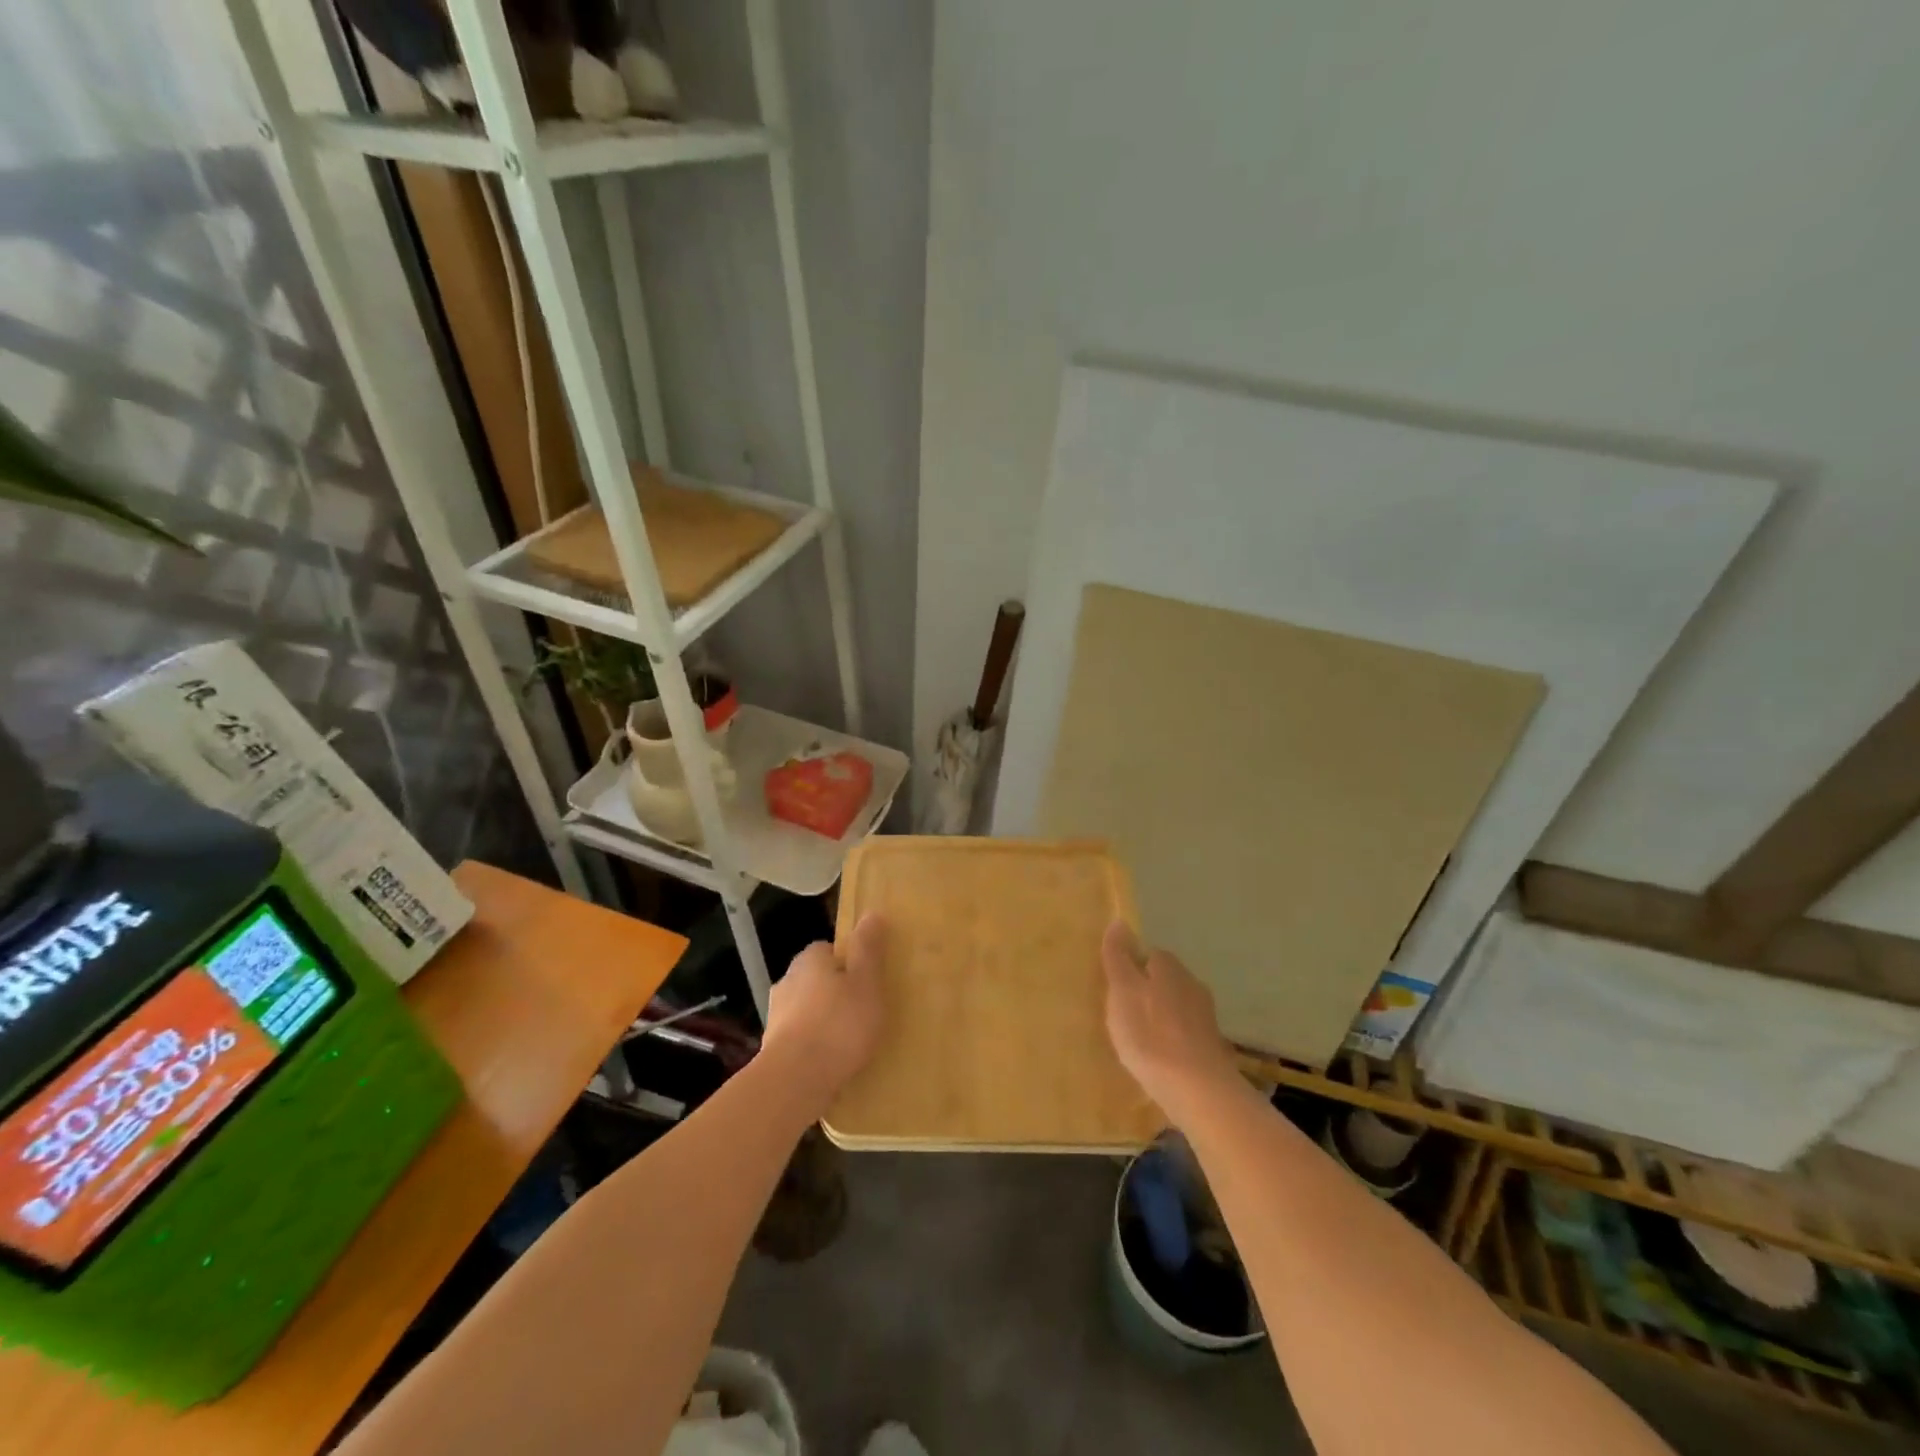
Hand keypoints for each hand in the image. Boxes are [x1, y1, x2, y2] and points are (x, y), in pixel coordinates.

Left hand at [763, 914, 887, 1105]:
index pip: (829, 950)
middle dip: (836, 992)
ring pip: (807, 1010)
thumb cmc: (838, 1025)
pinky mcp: (772, 1048)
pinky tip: (831, 1062)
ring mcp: (776, 1016)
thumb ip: (868, 949)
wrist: (794, 1081)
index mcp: (809, 959)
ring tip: (850, 1042)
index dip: (850, 963)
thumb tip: (871, 913)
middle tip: (864, 1011)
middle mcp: (787, 981)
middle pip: (817, 979)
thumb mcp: (866, 982)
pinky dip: (814, 1046)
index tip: (868, 982)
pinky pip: (800, 1039)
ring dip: (824, 1020)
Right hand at [1101, 920, 1242, 1122]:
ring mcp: (1206, 1016)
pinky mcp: (1212, 1046)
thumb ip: (1118, 958)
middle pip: (1164, 980)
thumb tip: (1119, 921)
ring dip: (1160, 1017)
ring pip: (1176, 1007)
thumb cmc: (1150, 1034)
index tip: (1115, 989)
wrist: (1197, 1089)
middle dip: (1147, 992)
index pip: (1148, 954)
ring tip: (1139, 1039)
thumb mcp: (1122, 991)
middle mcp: (1192, 984)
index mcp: (1169, 967)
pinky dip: (1172, 1040)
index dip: (1131, 969)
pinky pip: (1185, 1033)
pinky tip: (1160, 1058)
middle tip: (1123, 1014)